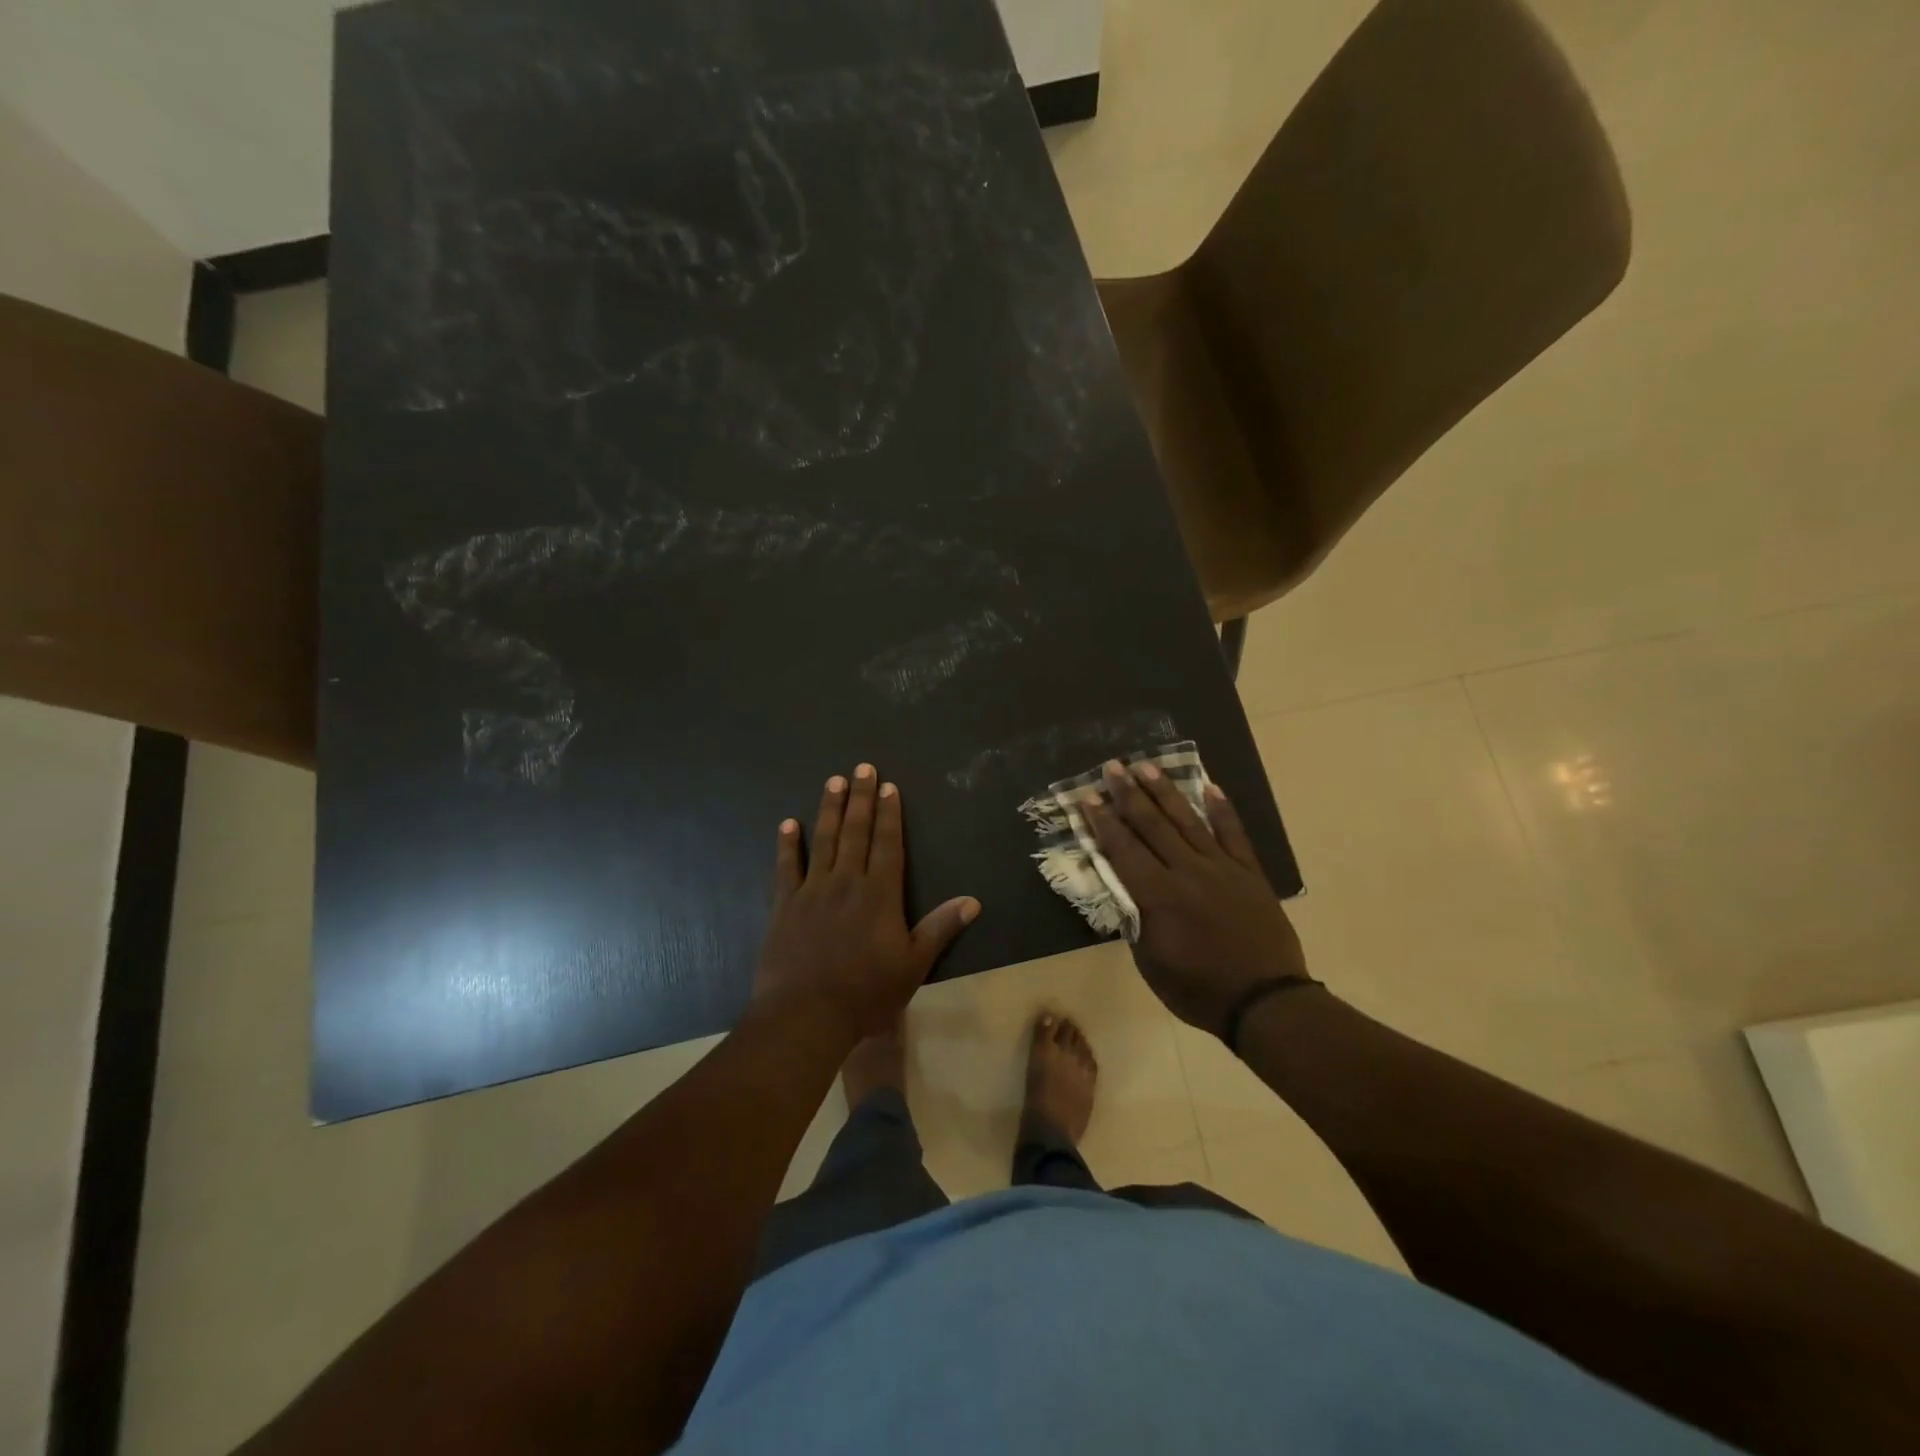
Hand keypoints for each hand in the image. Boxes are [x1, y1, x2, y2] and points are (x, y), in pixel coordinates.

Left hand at [752, 763, 980, 1042]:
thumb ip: (940, 928)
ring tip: (833, 782)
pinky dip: (787, 844)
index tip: (889, 786)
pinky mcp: (785, 905)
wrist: (806, 1014)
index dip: (890, 814)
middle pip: (856, 832)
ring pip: (823, 840)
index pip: (888, 844)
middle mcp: (847, 882)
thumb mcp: (914, 965)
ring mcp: (813, 891)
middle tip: (862, 768)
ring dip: (829, 809)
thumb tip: (973, 901)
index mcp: (880, 894)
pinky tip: (788, 823)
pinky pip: (786, 867)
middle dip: (861, 798)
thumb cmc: (866, 993)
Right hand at [1086, 761, 1308, 1037]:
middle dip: (1129, 794)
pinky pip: (1234, 834)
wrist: (1264, 1001)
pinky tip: (1210, 786)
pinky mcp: (1249, 873)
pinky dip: (1222, 809)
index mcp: (1158, 896)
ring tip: (1147, 766)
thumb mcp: (1151, 964)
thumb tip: (1126, 892)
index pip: (1123, 849)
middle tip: (1113, 766)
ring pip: (1188, 821)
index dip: (1103, 822)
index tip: (1088, 797)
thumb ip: (1136, 921)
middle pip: (1152, 825)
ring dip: (1165, 792)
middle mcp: (1186, 871)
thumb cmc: (1198, 990)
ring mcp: (1221, 868)